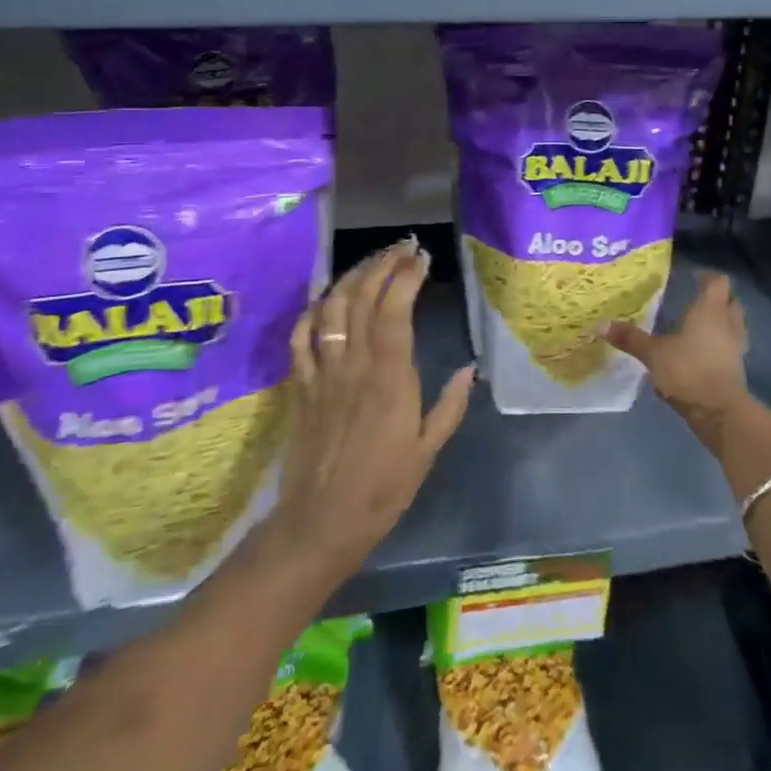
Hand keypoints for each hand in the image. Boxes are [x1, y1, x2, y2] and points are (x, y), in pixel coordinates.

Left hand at [258, 239, 475, 589]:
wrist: (320, 522)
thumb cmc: (383, 488)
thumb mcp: (428, 450)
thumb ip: (450, 406)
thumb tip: (471, 370)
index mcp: (390, 378)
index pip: (395, 310)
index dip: (407, 277)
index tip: (422, 257)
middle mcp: (354, 365)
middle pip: (363, 298)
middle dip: (382, 264)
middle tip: (402, 247)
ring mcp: (322, 373)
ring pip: (331, 309)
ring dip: (351, 277)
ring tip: (371, 261)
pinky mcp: (300, 385)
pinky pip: (300, 338)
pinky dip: (312, 310)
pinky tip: (326, 297)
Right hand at [602, 271, 749, 439]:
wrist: (719, 411)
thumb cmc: (687, 370)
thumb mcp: (653, 354)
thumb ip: (630, 338)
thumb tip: (600, 325)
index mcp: (709, 310)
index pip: (718, 282)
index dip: (707, 277)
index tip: (693, 277)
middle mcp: (727, 322)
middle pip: (730, 300)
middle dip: (717, 298)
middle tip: (697, 299)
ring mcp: (736, 345)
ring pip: (734, 323)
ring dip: (722, 321)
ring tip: (701, 324)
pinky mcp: (738, 367)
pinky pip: (731, 345)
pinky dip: (721, 343)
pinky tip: (704, 351)